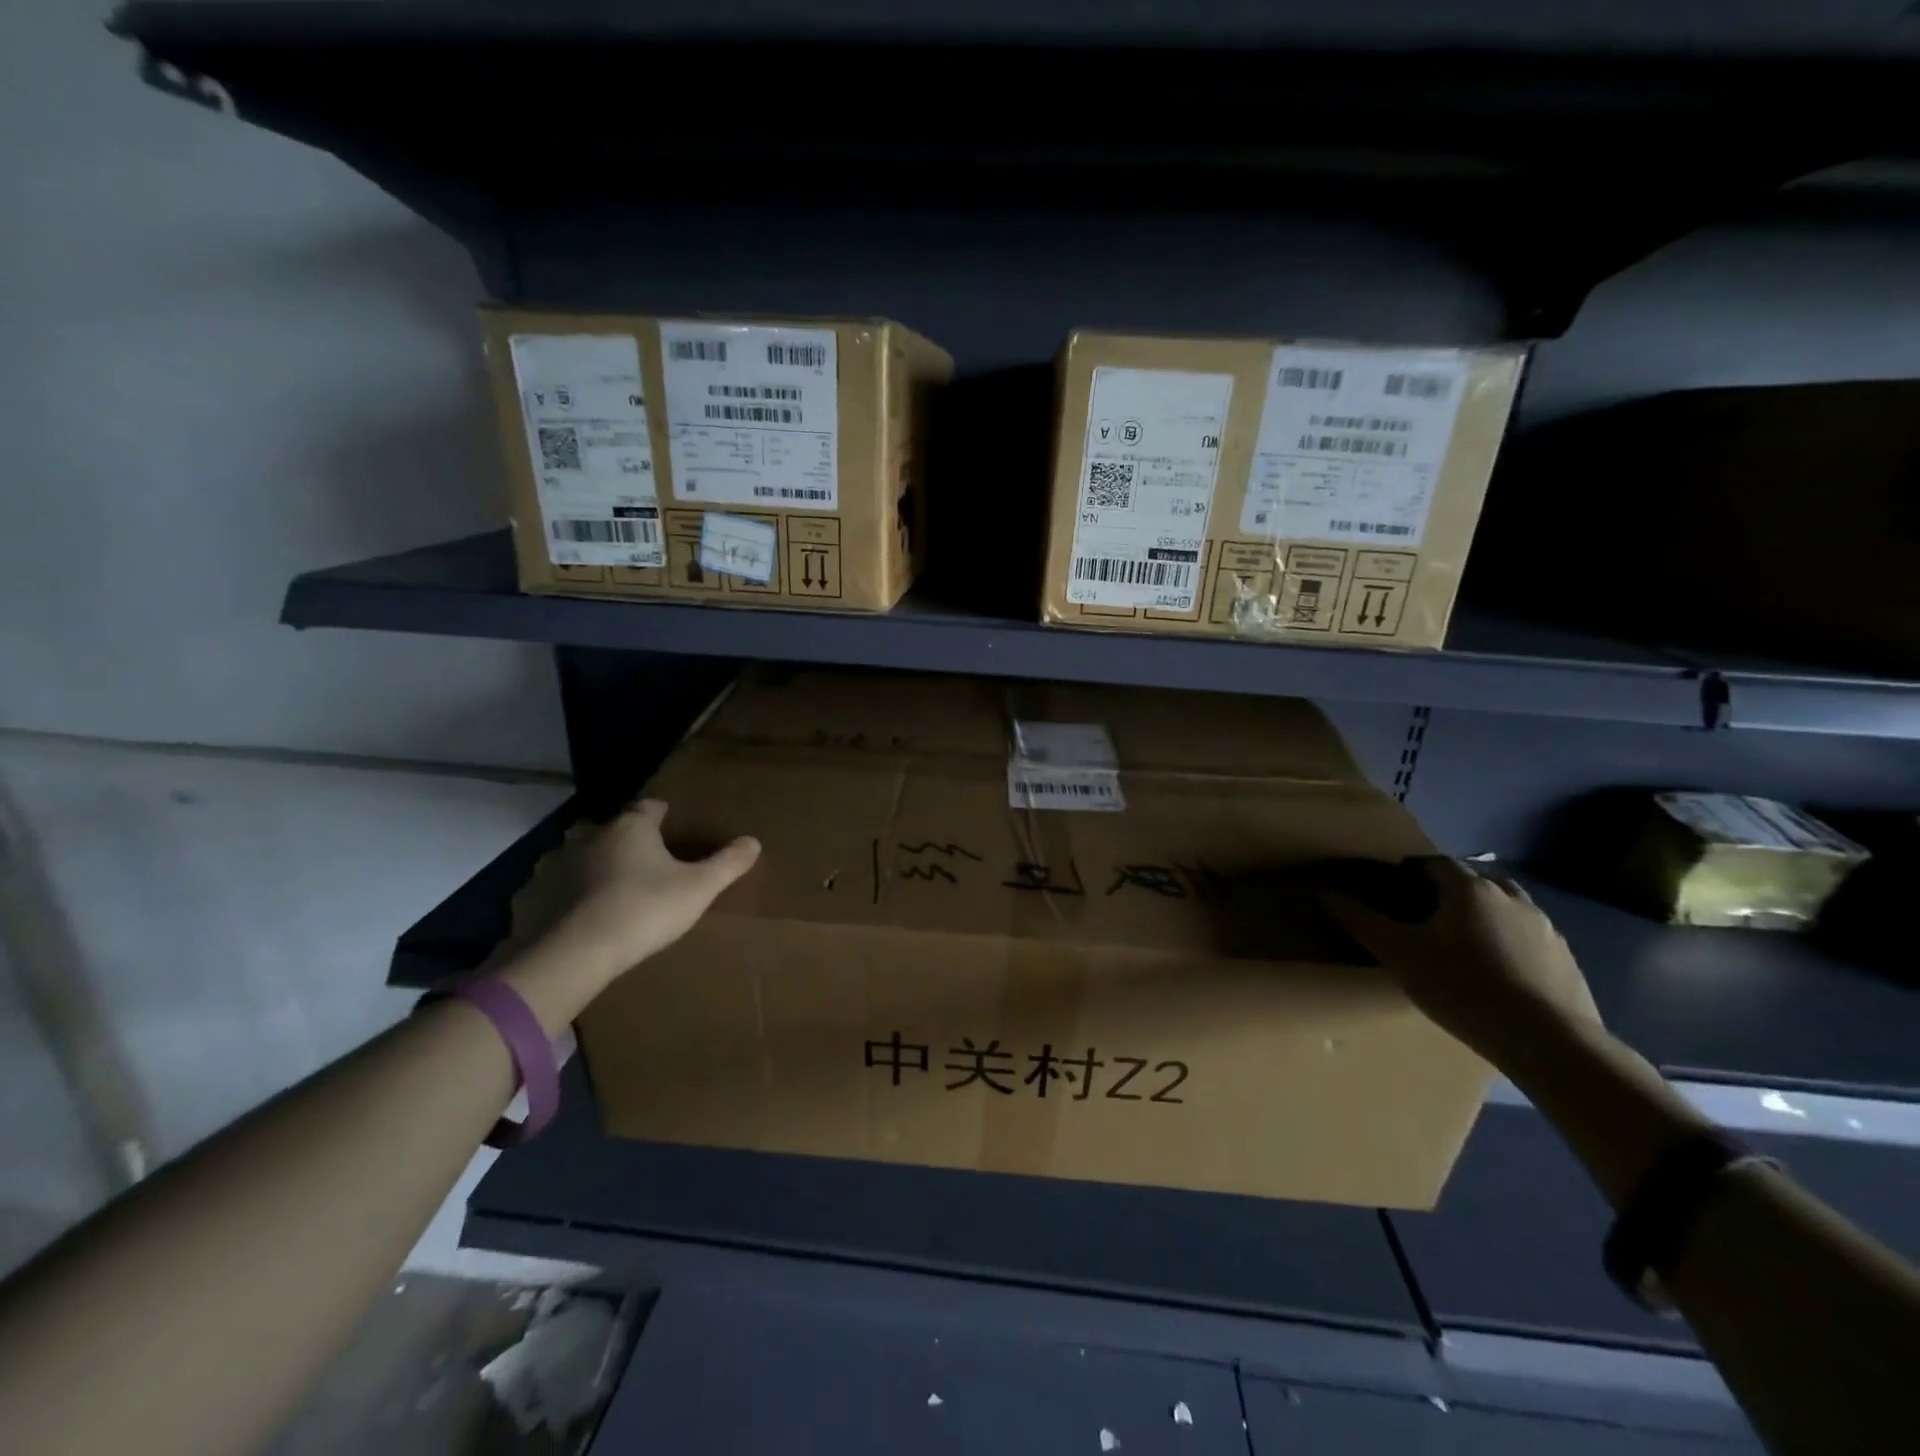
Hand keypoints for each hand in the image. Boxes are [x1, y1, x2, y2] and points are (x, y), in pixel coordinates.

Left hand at [555, 798, 759, 975]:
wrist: (577, 953)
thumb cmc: (645, 909)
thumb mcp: (699, 888)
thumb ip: (728, 863)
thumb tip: (754, 841)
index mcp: (631, 826)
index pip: (651, 807)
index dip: (664, 816)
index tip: (675, 827)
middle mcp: (592, 835)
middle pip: (617, 829)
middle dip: (631, 840)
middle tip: (649, 862)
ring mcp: (558, 863)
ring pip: (585, 854)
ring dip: (598, 864)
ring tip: (615, 887)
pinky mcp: (535, 894)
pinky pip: (557, 885)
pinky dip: (570, 892)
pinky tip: (582, 912)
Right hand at [1314, 856, 1599, 1059]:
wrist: (1549, 1041)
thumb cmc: (1463, 988)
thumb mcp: (1400, 955)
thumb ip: (1361, 921)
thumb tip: (1323, 893)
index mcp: (1470, 888)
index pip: (1434, 863)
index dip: (1410, 872)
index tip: (1393, 891)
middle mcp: (1511, 897)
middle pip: (1473, 879)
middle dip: (1449, 890)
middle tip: (1426, 917)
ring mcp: (1545, 927)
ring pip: (1505, 906)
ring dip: (1483, 914)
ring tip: (1463, 943)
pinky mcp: (1566, 958)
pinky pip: (1528, 936)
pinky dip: (1509, 942)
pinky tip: (1498, 972)